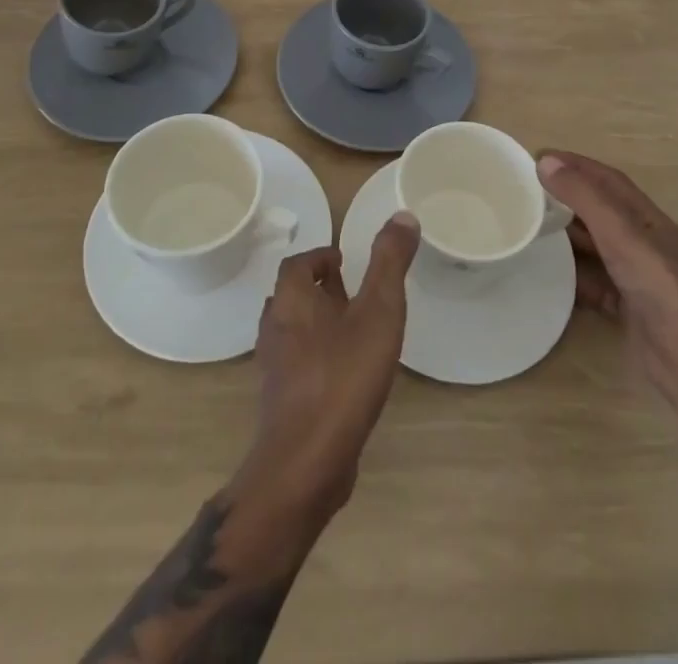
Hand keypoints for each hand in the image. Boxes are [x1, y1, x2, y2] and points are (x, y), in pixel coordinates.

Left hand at [234, 215, 420, 522]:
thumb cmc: (343, 376)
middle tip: (352, 291)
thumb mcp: (378, 311)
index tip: (345, 262)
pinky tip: (344, 375)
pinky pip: (296, 365)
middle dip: (319, 289)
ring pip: (292, 331)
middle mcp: (275, 327)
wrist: (306, 462)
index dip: (318, 258)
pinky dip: (316, 358)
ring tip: (352, 329)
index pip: (296, 264)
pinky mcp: (280, 402)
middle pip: (291, 296)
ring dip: (317, 324)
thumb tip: (403, 214)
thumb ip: (390, 262)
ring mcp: (274, 368)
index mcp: (292, 299)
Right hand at [538, 149, 677, 382]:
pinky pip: (597, 285)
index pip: (609, 181)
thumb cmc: (661, 288)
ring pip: (598, 250)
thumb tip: (546, 162)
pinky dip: (575, 278)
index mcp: (650, 221)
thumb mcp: (621, 235)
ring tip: (532, 231)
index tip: (540, 158)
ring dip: (570, 239)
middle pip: (603, 214)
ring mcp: (640, 280)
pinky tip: (551, 277)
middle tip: (527, 195)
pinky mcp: (631, 312)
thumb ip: (585, 199)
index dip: (577, 166)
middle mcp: (646, 245)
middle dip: (569, 200)